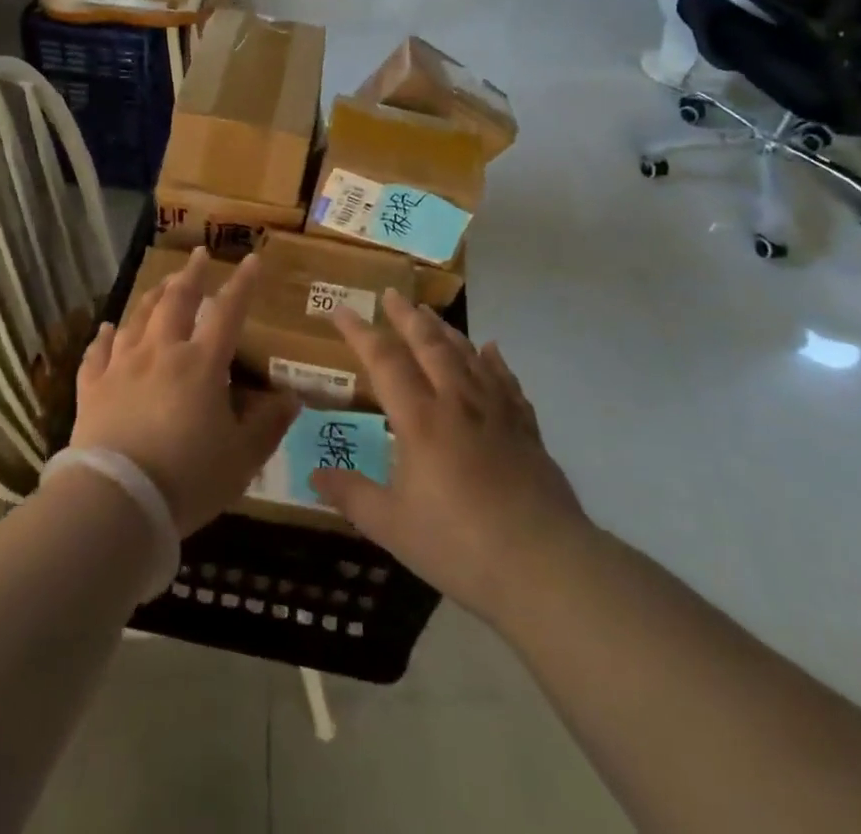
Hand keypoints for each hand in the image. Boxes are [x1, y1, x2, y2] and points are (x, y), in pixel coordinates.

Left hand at [71, 249, 298, 535]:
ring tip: (162, 283)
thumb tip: (292, 398)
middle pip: (176, 301)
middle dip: (190, 275)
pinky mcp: (93, 388)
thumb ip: (268, 425)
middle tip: (198, 255)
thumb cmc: (188, 479)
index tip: (251, 259)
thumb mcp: (242, 458)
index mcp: (201, 364)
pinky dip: (104, 337)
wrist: (116, 501)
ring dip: (152, 296)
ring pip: (137, 318)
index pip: (227, 312)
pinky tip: (107, 328)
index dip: (242, 284)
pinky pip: (98, 353)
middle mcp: (161, 352)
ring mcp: (122, 367)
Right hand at [312, 292, 588, 626]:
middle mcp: (456, 402)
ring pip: (467, 355)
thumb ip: (353, 496)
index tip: (340, 309)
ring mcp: (496, 412)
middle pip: (428, 344)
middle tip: (391, 293)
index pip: (383, 360)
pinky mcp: (525, 429)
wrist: (545, 566)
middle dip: (406, 316)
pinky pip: (506, 381)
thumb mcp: (392, 527)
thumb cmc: (459, 545)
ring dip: (445, 330)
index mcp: (419, 419)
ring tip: (429, 313)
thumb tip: (315, 476)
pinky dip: (494, 361)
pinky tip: (491, 349)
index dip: (359, 332)